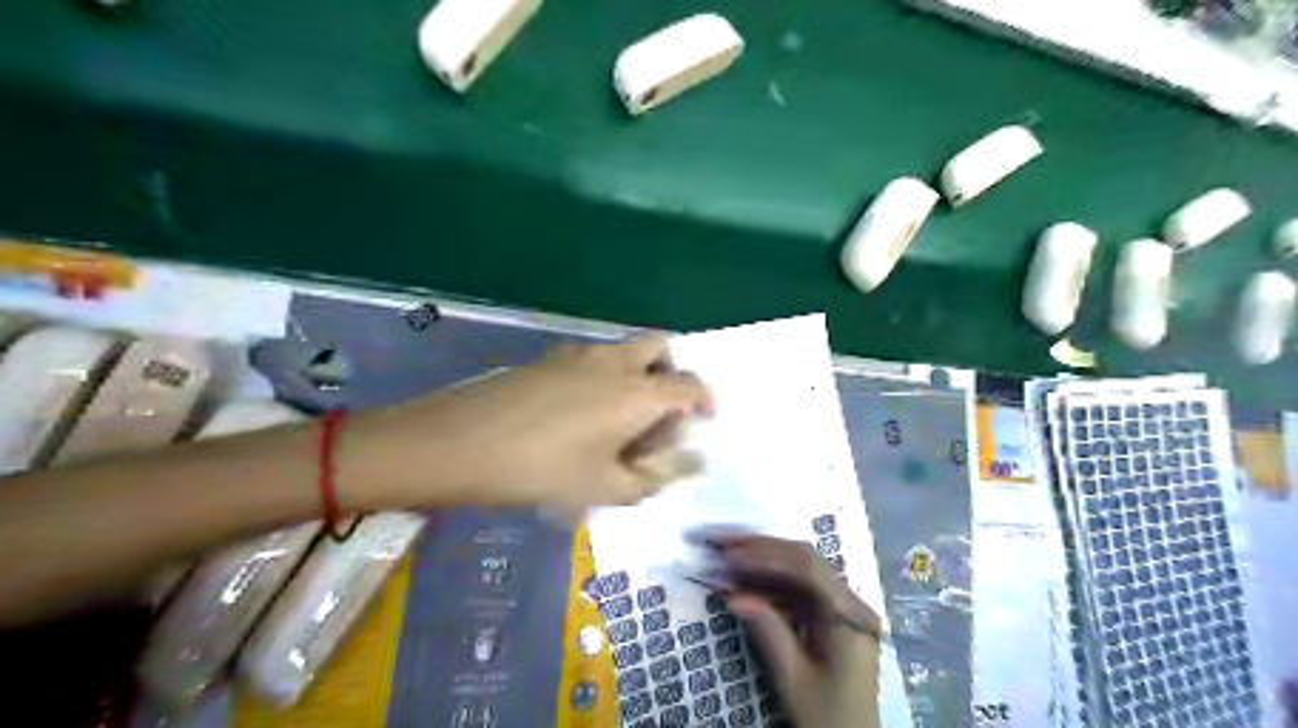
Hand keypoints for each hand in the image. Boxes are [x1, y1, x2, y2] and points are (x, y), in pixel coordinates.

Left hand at [359, 332, 714, 504]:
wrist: (461, 442)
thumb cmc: (542, 470)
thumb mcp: (605, 487)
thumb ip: (654, 477)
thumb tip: (690, 465)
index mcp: (637, 392)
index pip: (689, 385)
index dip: (705, 400)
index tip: (704, 420)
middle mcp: (615, 362)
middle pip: (660, 348)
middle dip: (671, 373)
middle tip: (662, 410)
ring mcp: (579, 355)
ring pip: (625, 350)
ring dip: (638, 372)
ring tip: (621, 417)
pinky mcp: (549, 358)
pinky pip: (594, 357)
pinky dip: (606, 374)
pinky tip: (583, 410)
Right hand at [709, 532, 882, 726]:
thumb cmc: (828, 718)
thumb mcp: (795, 681)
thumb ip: (769, 632)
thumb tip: (733, 596)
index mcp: (850, 616)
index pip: (808, 569)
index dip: (767, 555)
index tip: (730, 555)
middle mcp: (850, 603)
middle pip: (805, 561)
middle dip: (761, 549)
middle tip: (721, 544)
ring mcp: (841, 607)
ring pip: (800, 571)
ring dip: (762, 562)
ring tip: (726, 556)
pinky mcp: (830, 616)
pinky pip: (799, 589)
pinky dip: (770, 583)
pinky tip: (744, 581)